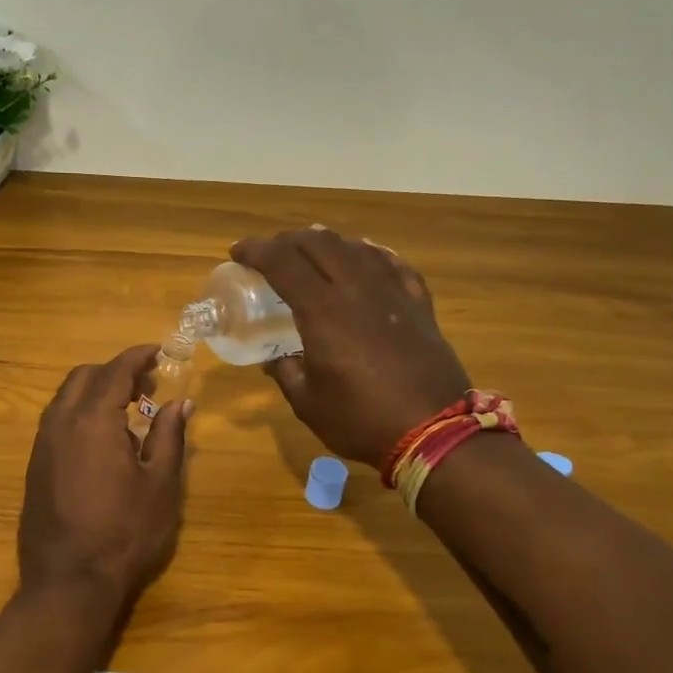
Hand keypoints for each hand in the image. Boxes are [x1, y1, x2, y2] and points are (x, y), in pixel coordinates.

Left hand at [18, 344, 191, 613]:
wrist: (69, 582)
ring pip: (65, 398)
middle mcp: (60, 423)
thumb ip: (169, 437)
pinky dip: (79, 413)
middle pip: (84, 377)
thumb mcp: (160, 485)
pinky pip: (56, 421)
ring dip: (94, 392)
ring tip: (127, 411)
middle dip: (115, 372)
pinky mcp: (35, 466)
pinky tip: (101, 440)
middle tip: (147, 386)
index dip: (137, 356)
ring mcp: (42, 445)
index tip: (159, 351)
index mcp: (93, 420)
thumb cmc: (124, 533)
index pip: (115, 371)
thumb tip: (181, 403)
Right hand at [231, 228, 470, 468]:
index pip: (283, 263)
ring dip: (328, 242)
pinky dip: (372, 254)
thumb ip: (286, 373)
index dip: (256, 251)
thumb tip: (276, 359)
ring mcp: (392, 294)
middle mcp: (357, 290)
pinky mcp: (418, 305)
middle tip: (271, 251)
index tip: (237, 252)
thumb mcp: (308, 403)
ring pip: (357, 247)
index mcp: (323, 312)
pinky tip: (366, 255)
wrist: (434, 432)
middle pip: (320, 244)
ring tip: (313, 248)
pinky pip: (393, 264)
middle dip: (288, 240)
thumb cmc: (362, 420)